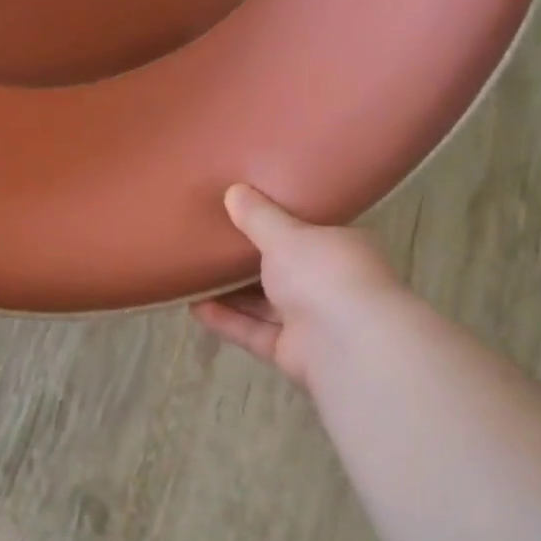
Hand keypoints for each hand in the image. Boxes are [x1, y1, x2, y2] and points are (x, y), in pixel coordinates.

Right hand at [190, 184, 405, 387]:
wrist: (346, 343)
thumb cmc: (324, 274)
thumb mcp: (286, 236)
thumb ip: (258, 217)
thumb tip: (234, 191)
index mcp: (340, 248)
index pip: (308, 234)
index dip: (277, 226)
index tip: (243, 215)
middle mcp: (329, 284)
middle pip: (282, 272)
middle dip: (247, 263)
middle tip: (208, 246)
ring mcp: (311, 321)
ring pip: (265, 305)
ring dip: (231, 294)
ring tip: (194, 277)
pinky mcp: (290, 350)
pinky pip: (253, 332)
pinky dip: (227, 321)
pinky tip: (195, 308)